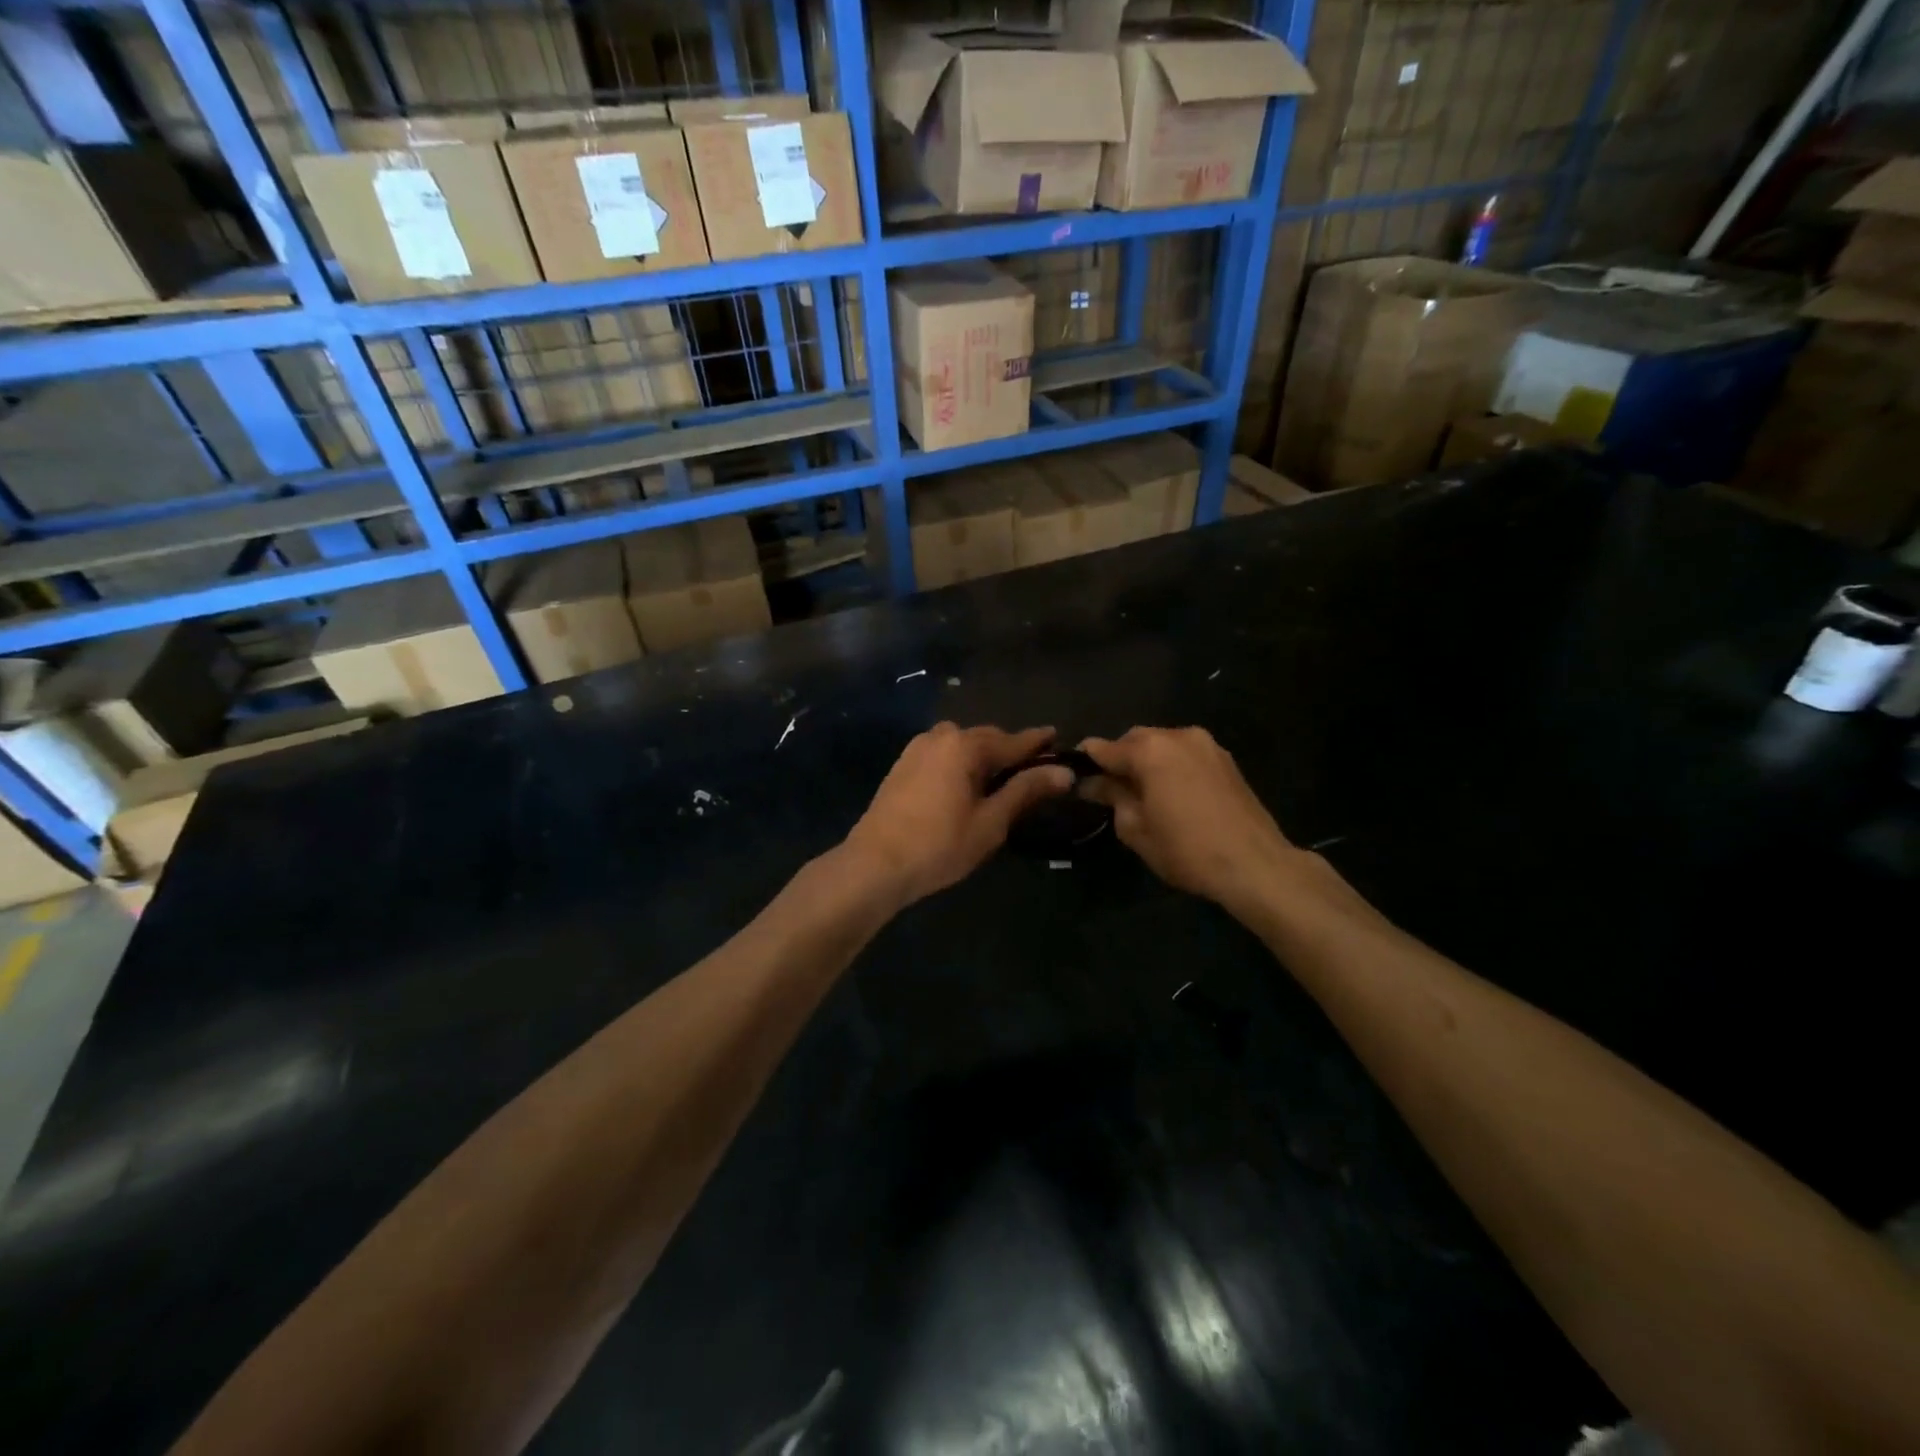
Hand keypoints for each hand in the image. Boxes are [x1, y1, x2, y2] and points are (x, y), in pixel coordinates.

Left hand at [844, 724, 1073, 907]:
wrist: (874, 864)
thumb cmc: (939, 845)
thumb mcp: (991, 821)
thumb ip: (1026, 791)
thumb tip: (1064, 773)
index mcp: (965, 745)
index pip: (1013, 741)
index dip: (1037, 742)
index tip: (1057, 735)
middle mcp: (941, 736)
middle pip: (986, 738)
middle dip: (1010, 750)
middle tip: (1034, 766)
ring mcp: (917, 749)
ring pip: (962, 745)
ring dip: (984, 756)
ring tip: (1001, 778)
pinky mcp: (902, 765)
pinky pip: (943, 755)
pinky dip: (961, 763)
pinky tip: (967, 783)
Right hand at [1080, 727, 1299, 912]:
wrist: (1255, 864)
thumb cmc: (1186, 850)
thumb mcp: (1136, 829)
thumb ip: (1112, 797)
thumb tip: (1093, 783)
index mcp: (1150, 750)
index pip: (1104, 747)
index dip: (1086, 761)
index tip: (1076, 776)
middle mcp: (1177, 735)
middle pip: (1135, 739)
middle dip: (1120, 759)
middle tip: (1111, 790)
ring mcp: (1206, 745)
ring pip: (1162, 744)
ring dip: (1147, 761)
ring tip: (1144, 793)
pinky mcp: (1226, 759)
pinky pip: (1185, 754)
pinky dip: (1171, 766)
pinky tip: (1172, 793)